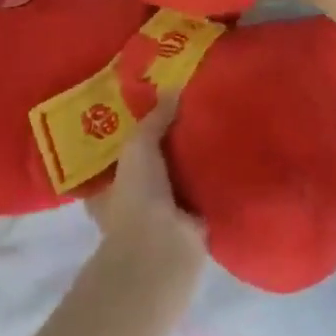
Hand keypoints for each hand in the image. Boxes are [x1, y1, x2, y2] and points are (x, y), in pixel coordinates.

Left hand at [84, 95, 205, 281]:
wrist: (163, 248)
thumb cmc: (136, 196)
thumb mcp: (138, 145)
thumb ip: (154, 118)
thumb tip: (173, 88)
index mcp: (107, 188)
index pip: (115, 155)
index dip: (129, 133)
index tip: (148, 108)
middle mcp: (131, 201)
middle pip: (149, 164)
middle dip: (166, 144)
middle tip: (187, 109)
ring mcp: (162, 215)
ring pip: (177, 178)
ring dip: (191, 161)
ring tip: (212, 124)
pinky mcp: (191, 223)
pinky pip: (202, 192)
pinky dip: (212, 178)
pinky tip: (228, 153)